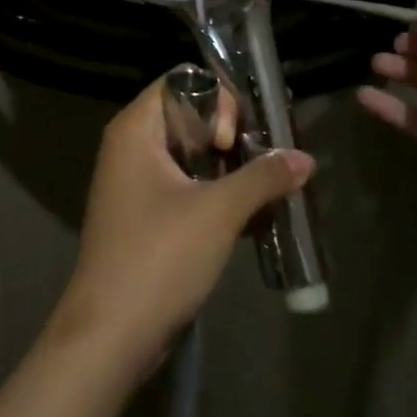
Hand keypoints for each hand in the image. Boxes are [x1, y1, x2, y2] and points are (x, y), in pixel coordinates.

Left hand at [57, 70, 314, 365]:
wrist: (111, 335)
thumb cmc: (159, 257)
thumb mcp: (219, 211)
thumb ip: (265, 176)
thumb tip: (306, 158)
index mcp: (136, 129)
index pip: (183, 81)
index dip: (218, 99)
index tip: (237, 139)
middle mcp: (131, 147)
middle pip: (191, 116)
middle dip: (235, 134)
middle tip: (268, 160)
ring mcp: (136, 183)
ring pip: (193, 155)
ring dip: (232, 168)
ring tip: (270, 188)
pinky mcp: (146, 217)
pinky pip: (188, 188)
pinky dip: (218, 194)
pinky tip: (254, 217)